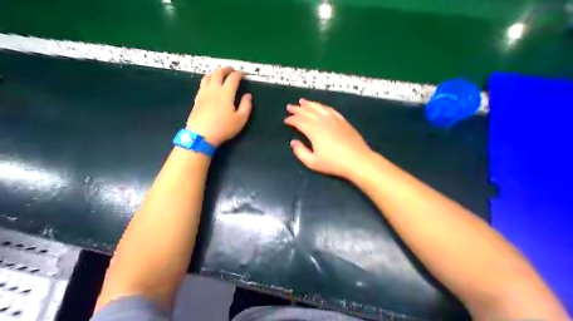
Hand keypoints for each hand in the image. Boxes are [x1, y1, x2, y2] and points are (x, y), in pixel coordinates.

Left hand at [187, 67, 250, 146]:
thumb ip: (246, 106)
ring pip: (208, 77)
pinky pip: (202, 84)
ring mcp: (203, 93)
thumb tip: (248, 95)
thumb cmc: (223, 128)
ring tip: (220, 73)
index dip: (239, 74)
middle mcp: (214, 89)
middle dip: (226, 69)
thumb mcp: (240, 119)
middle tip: (231, 69)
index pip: (233, 78)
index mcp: (226, 93)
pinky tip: (209, 84)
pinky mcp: (197, 99)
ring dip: (215, 72)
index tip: (243, 74)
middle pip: (218, 73)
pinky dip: (208, 79)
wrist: (201, 135)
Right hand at [284, 98, 373, 176]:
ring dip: (309, 104)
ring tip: (302, 101)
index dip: (291, 120)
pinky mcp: (343, 121)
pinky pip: (330, 110)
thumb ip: (300, 151)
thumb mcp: (312, 162)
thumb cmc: (334, 163)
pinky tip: (320, 106)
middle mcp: (322, 121)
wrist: (358, 160)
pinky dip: (323, 106)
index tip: (286, 120)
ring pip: (319, 108)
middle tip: (290, 106)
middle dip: (297, 109)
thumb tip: (293, 142)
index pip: (299, 121)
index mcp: (313, 130)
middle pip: (307, 112)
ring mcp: (334, 119)